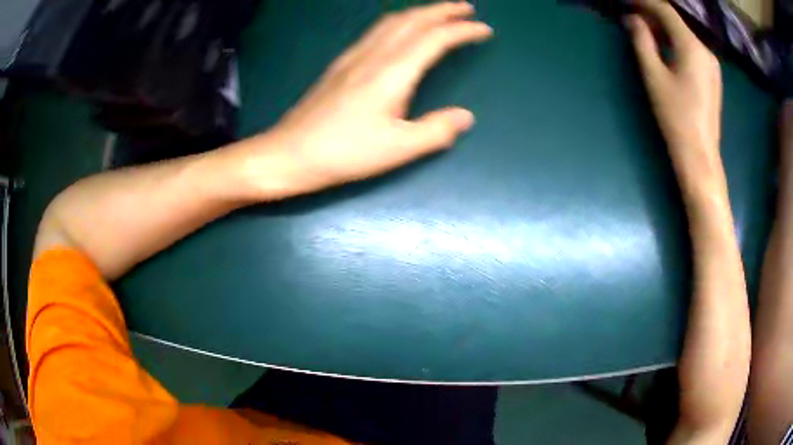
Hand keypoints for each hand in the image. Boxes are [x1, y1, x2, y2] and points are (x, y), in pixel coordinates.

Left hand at [244, 2, 492, 197]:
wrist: (290, 152)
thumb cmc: (343, 153)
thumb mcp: (397, 149)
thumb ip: (436, 131)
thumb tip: (465, 117)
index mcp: (392, 73)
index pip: (434, 39)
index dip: (462, 31)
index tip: (485, 30)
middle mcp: (373, 55)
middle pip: (412, 20)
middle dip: (443, 10)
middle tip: (467, 9)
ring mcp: (354, 56)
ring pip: (392, 21)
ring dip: (420, 12)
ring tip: (439, 13)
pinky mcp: (341, 64)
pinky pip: (376, 30)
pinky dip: (398, 22)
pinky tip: (400, 29)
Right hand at [626, 0, 722, 176]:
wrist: (700, 154)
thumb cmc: (676, 116)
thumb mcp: (654, 76)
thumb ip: (642, 41)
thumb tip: (631, 18)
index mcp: (692, 46)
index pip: (666, 10)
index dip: (644, 2)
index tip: (627, 1)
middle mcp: (705, 49)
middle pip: (677, 20)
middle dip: (653, 13)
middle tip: (632, 14)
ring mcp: (711, 63)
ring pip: (685, 33)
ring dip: (664, 27)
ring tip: (644, 28)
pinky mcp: (712, 75)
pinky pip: (692, 47)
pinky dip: (675, 40)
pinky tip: (664, 45)